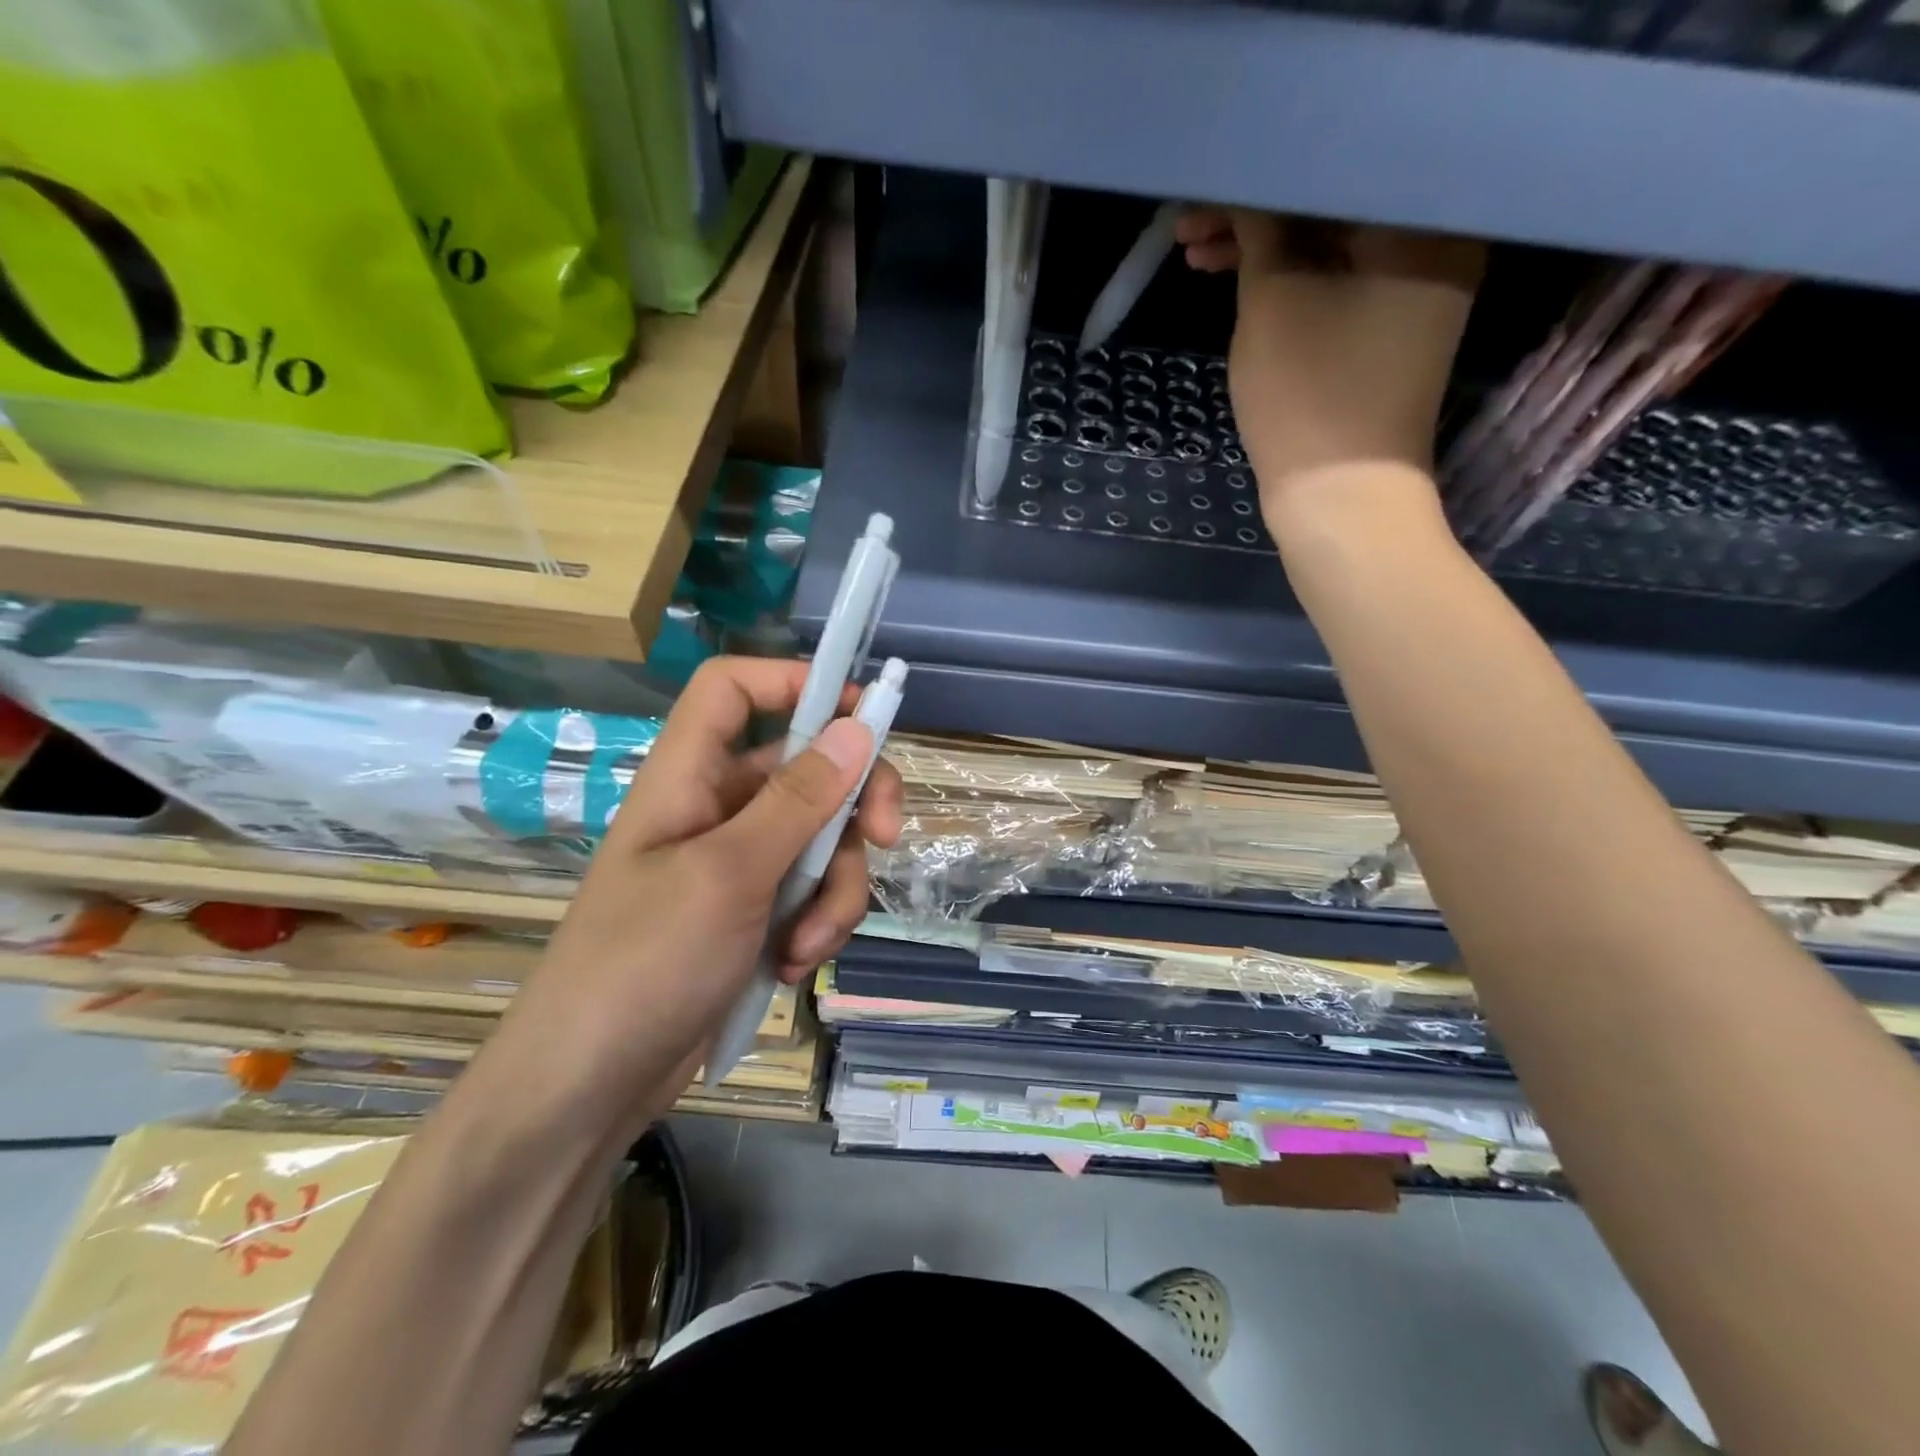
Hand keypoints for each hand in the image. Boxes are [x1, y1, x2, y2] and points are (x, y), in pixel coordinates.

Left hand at [487, 658, 902, 1131]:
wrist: (589, 1088)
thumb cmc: (644, 963)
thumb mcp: (730, 874)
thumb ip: (799, 801)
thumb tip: (858, 728)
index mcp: (689, 777)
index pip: (734, 690)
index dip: (794, 681)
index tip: (863, 714)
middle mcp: (718, 808)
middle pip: (808, 768)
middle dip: (854, 807)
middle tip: (889, 837)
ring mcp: (740, 863)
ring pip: (824, 840)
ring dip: (835, 890)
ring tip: (806, 944)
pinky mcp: (755, 912)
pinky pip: (812, 892)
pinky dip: (817, 925)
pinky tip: (793, 965)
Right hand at [1178, 208, 1483, 526]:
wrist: (1342, 499)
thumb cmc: (1309, 396)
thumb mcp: (1274, 302)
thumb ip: (1260, 231)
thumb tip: (1248, 191)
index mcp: (1422, 223)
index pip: (1331, 172)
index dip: (1259, 181)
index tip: (1204, 196)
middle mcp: (1434, 245)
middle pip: (1331, 209)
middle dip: (1256, 218)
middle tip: (1188, 233)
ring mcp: (1412, 293)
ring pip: (1327, 250)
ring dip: (1263, 254)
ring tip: (1198, 261)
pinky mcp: (1387, 333)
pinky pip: (1335, 285)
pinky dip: (1289, 285)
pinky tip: (1240, 286)